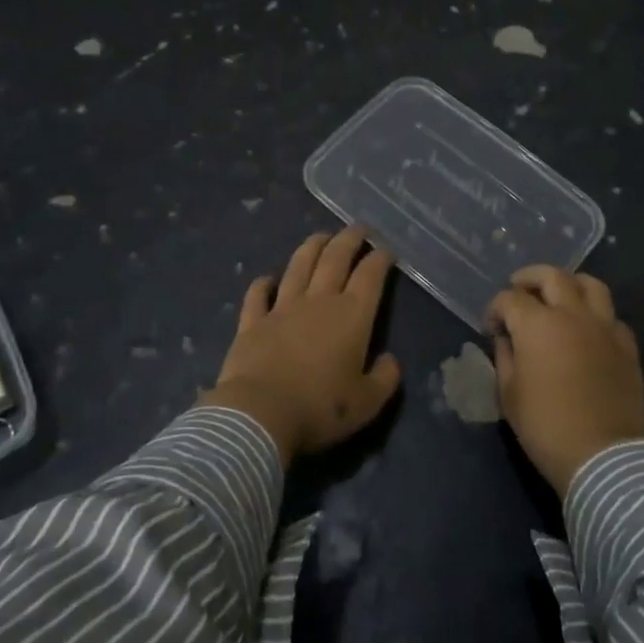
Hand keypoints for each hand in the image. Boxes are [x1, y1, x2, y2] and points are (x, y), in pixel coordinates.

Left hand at [202, 227, 401, 463]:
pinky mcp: (252, 322)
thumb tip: (391, 361)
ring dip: (312, 247)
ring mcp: (282, 309)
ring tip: (321, 236)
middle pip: (335, 259)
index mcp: (352, 317)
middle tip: (358, 228)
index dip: (380, 259)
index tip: (386, 250)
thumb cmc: (319, 408)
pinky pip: (257, 295)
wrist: (259, 414)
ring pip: (299, 266)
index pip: (370, 276)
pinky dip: (263, 284)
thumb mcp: (367, 403)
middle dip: (349, 239)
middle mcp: (318, 302)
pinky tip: (267, 278)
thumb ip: (385, 379)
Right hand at [486, 265, 643, 496]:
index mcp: (537, 325)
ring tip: (559, 295)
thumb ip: (504, 358)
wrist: (602, 456)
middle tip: (519, 287)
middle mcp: (572, 315)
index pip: (510, 298)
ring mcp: (604, 327)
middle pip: (552, 276)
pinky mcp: (627, 346)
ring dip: (569, 283)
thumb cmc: (545, 426)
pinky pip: (612, 317)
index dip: (495, 309)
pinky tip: (588, 330)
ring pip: (591, 284)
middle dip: (529, 278)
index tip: (491, 327)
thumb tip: (506, 339)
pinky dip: (597, 315)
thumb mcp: (509, 394)